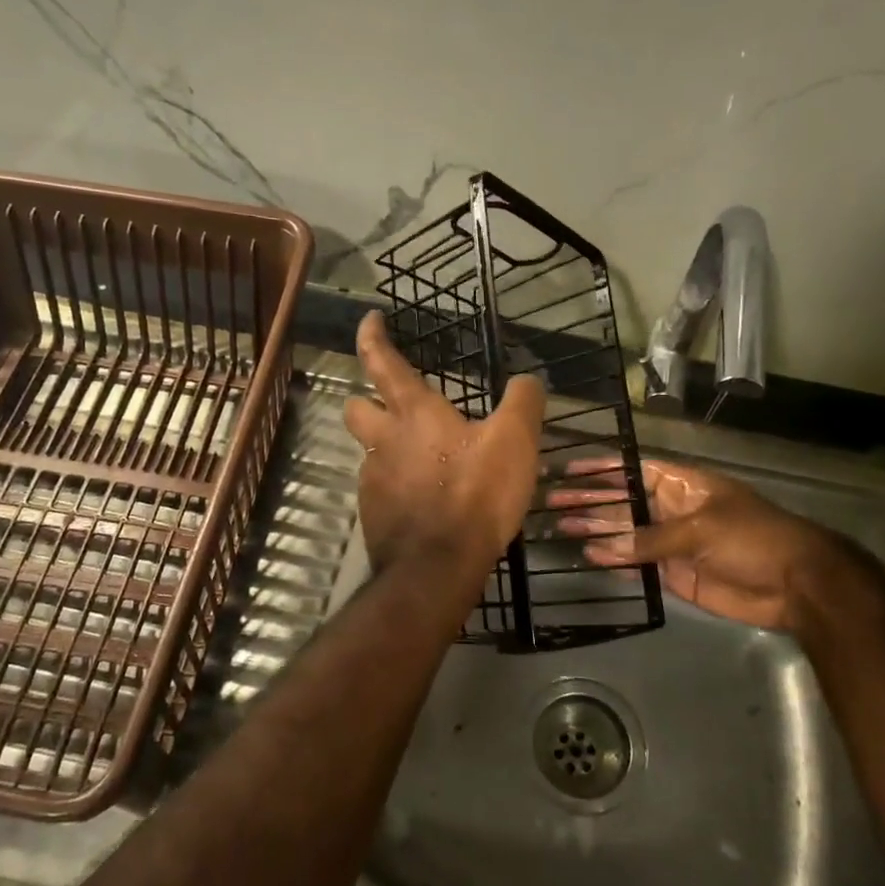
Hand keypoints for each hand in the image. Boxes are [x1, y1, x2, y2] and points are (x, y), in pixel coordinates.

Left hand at [343, 312, 545, 576]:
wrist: (439, 566)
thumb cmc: (476, 494)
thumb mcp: (516, 441)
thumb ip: (524, 402)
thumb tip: (528, 379)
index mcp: (413, 413)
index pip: (381, 361)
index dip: (371, 336)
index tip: (370, 319)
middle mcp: (382, 441)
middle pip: (355, 407)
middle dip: (365, 399)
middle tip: (392, 406)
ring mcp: (372, 480)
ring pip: (368, 452)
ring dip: (388, 449)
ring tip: (425, 463)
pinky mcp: (374, 516)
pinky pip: (380, 491)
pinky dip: (397, 488)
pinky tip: (424, 502)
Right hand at [548, 456, 864, 631]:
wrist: (794, 584)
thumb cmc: (752, 538)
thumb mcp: (700, 529)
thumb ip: (650, 539)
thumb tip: (602, 546)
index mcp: (681, 485)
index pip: (632, 471)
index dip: (601, 469)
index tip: (568, 468)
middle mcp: (671, 509)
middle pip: (621, 502)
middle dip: (588, 501)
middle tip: (551, 502)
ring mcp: (670, 542)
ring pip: (624, 534)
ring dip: (594, 531)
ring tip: (559, 528)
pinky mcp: (673, 573)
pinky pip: (637, 564)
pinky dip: (614, 561)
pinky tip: (588, 556)